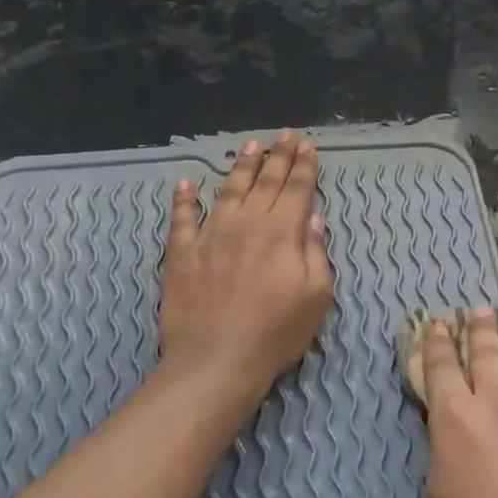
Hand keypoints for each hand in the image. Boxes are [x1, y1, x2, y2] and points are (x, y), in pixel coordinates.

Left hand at [159, 132, 333, 395]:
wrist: (215, 360)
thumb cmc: (276, 333)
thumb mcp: (316, 297)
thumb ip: (315, 253)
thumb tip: (312, 218)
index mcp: (282, 233)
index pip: (296, 189)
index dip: (303, 166)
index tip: (306, 145)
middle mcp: (246, 224)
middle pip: (265, 182)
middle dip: (277, 157)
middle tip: (284, 136)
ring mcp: (210, 235)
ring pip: (228, 191)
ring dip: (240, 167)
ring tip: (250, 147)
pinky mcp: (181, 253)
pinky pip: (182, 219)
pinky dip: (184, 199)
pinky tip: (186, 184)